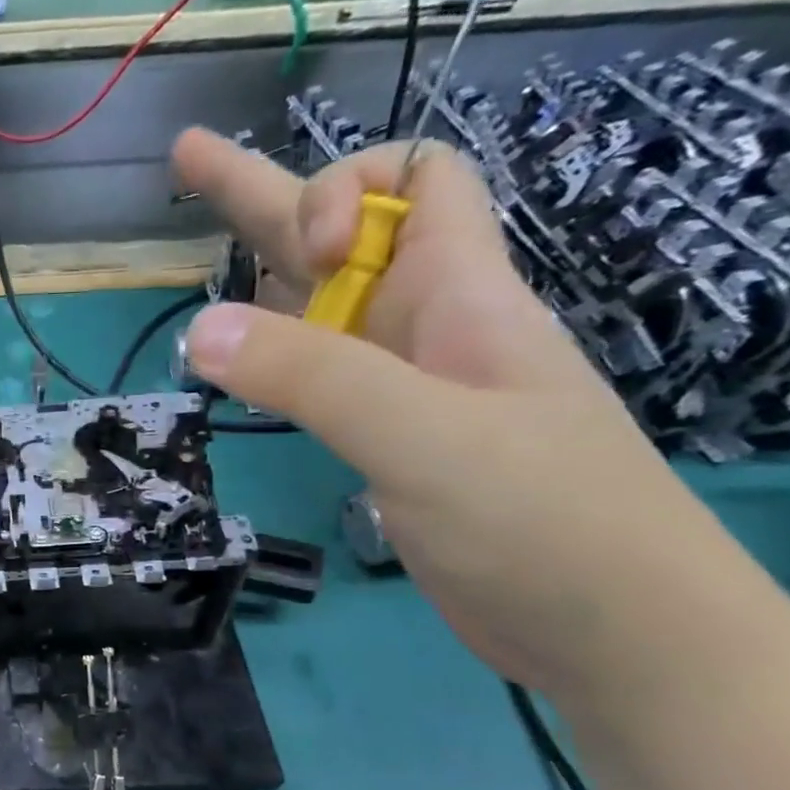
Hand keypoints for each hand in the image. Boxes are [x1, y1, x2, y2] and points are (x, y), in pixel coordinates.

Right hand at [170, 128, 771, 702]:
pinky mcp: (387, 440)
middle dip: (262, 194)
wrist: (607, 629)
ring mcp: (405, 386)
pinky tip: (240, 365)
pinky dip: (272, 358)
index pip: (415, 176)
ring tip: (194, 263)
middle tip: (183, 160)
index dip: (345, 185)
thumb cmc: (541, 518)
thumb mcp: (422, 435)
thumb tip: (198, 329)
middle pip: (341, 234)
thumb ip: (312, 377)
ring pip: (322, 308)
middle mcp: (427, 325)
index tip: (301, 255)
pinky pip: (320, 374)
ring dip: (261, 278)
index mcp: (459, 294)